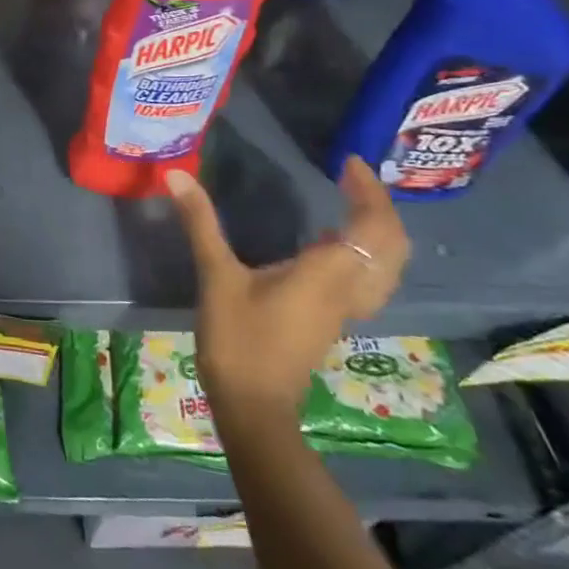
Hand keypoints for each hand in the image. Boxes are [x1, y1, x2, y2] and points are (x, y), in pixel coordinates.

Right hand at [167, 156, 408, 419]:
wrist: (254, 405)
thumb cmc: (239, 339)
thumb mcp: (216, 276)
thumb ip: (201, 223)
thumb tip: (177, 175)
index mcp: (328, 274)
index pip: (371, 226)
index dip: (368, 191)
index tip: (348, 163)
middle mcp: (348, 289)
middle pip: (392, 246)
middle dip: (380, 207)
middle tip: (353, 178)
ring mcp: (345, 308)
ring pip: (386, 266)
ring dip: (378, 231)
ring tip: (351, 203)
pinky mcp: (333, 319)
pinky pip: (368, 278)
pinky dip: (363, 252)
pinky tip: (329, 243)